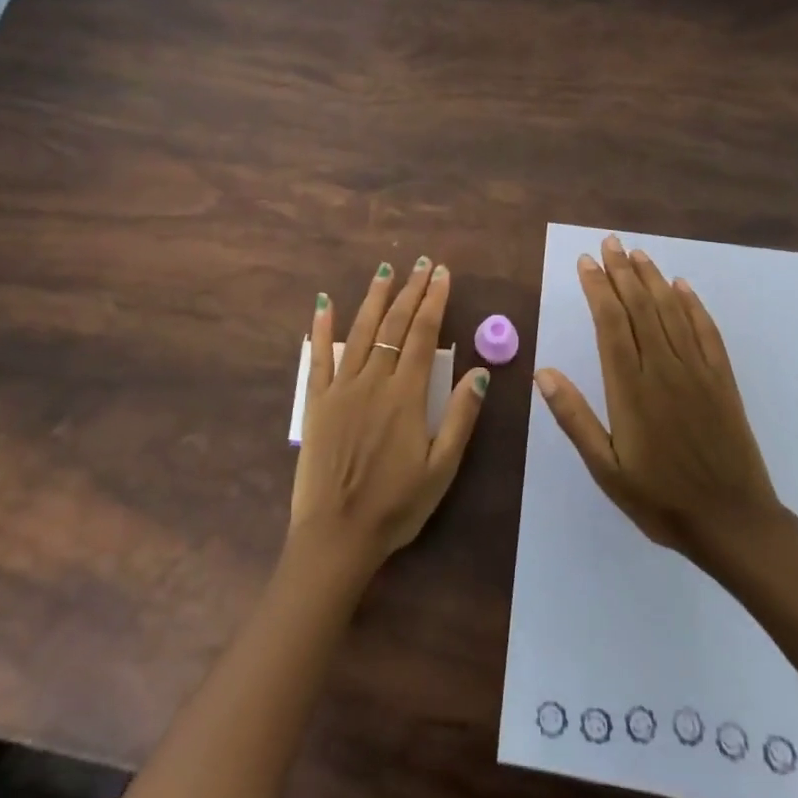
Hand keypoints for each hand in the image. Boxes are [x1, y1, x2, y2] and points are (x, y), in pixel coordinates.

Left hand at [290, 255, 487, 570]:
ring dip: (374, 298)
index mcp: (406, 396)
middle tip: (421, 262)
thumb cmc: (396, 506)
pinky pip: (317, 357)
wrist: (337, 535)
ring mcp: (341, 388)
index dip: (434, 301)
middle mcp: (373, 381)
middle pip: (393, 325)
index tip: (442, 275)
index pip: (422, 335)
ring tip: (385, 270)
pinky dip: (321, 328)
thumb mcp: (442, 468)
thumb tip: (480, 370)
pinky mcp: (316, 402)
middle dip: (410, 291)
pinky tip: (323, 303)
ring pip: (359, 332)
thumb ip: (461, 416)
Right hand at [535, 233, 783, 565]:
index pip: (611, 323)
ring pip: (671, 312)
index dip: (597, 288)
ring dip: (653, 279)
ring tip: (637, 254)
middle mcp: (664, 369)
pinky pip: (706, 331)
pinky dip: (694, 305)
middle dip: (622, 272)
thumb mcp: (606, 469)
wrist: (734, 523)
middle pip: (640, 308)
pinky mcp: (722, 380)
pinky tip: (682, 287)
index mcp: (631, 389)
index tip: (586, 262)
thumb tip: (543, 372)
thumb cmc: (660, 499)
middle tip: (608, 242)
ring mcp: (697, 372)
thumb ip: (575, 418)